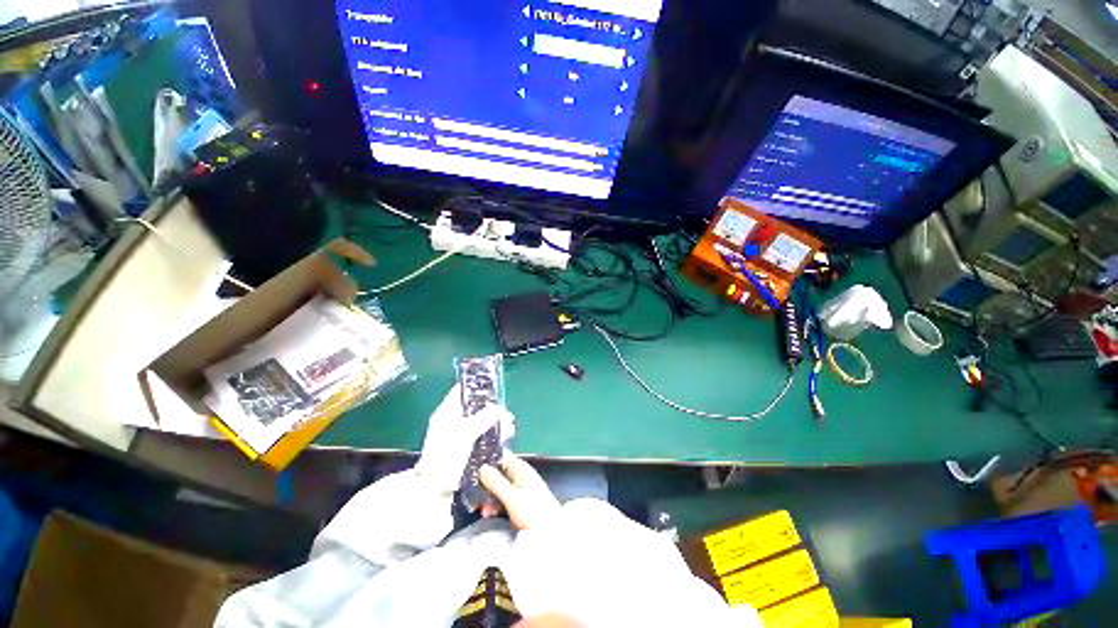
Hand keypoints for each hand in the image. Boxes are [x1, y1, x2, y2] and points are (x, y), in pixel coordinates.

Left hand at [415, 385, 514, 493]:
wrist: (435, 486)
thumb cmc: (447, 453)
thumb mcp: (467, 432)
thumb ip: (485, 417)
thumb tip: (500, 409)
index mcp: (446, 411)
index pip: (461, 391)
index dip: (476, 387)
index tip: (493, 389)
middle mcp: (451, 419)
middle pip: (474, 407)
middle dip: (491, 408)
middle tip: (506, 413)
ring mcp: (457, 433)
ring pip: (480, 421)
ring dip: (495, 422)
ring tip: (508, 426)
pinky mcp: (463, 446)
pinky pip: (480, 434)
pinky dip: (491, 433)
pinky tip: (504, 436)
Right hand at [479, 453, 560, 530]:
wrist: (554, 533)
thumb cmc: (534, 512)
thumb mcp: (512, 497)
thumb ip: (496, 482)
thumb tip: (482, 467)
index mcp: (520, 468)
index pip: (502, 456)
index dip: (488, 460)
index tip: (472, 470)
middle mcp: (521, 475)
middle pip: (499, 472)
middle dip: (486, 484)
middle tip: (475, 498)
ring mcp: (523, 488)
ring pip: (501, 486)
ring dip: (490, 497)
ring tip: (484, 512)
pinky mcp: (523, 501)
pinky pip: (505, 497)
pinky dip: (497, 504)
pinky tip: (491, 514)